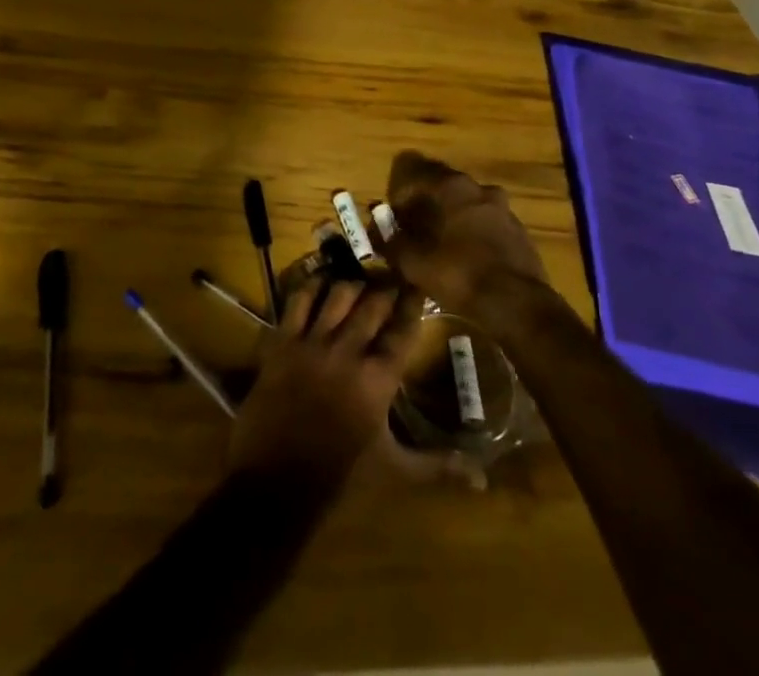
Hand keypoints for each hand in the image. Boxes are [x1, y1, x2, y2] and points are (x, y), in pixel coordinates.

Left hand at [228, 276, 418, 494]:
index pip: (402, 331)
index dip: (412, 305)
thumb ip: (437, 466)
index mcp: (378, 380)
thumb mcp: (394, 471)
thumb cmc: (340, 478)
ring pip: (338, 295)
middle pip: (372, 305)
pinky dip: (311, 286)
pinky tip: (320, 279)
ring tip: (360, 276)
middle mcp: (348, 352)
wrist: (275, 485)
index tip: (418, 285)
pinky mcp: (282, 342)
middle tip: (392, 273)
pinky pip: (298, 301)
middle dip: (385, 287)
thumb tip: (482, 477)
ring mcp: (313, 344)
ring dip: (353, 284)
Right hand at [376, 151, 548, 319]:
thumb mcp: (414, 263)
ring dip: (451, 215)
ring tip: (441, 244)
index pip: (415, 172)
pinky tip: (468, 255)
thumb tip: (378, 231)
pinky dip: (473, 230)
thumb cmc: (459, 274)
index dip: (400, 194)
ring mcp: (501, 206)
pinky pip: (486, 221)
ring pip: (467, 202)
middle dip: (426, 202)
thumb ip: (391, 242)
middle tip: (414, 229)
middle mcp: (477, 187)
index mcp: (450, 186)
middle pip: (443, 184)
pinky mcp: (517, 228)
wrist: (516, 303)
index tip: (394, 217)